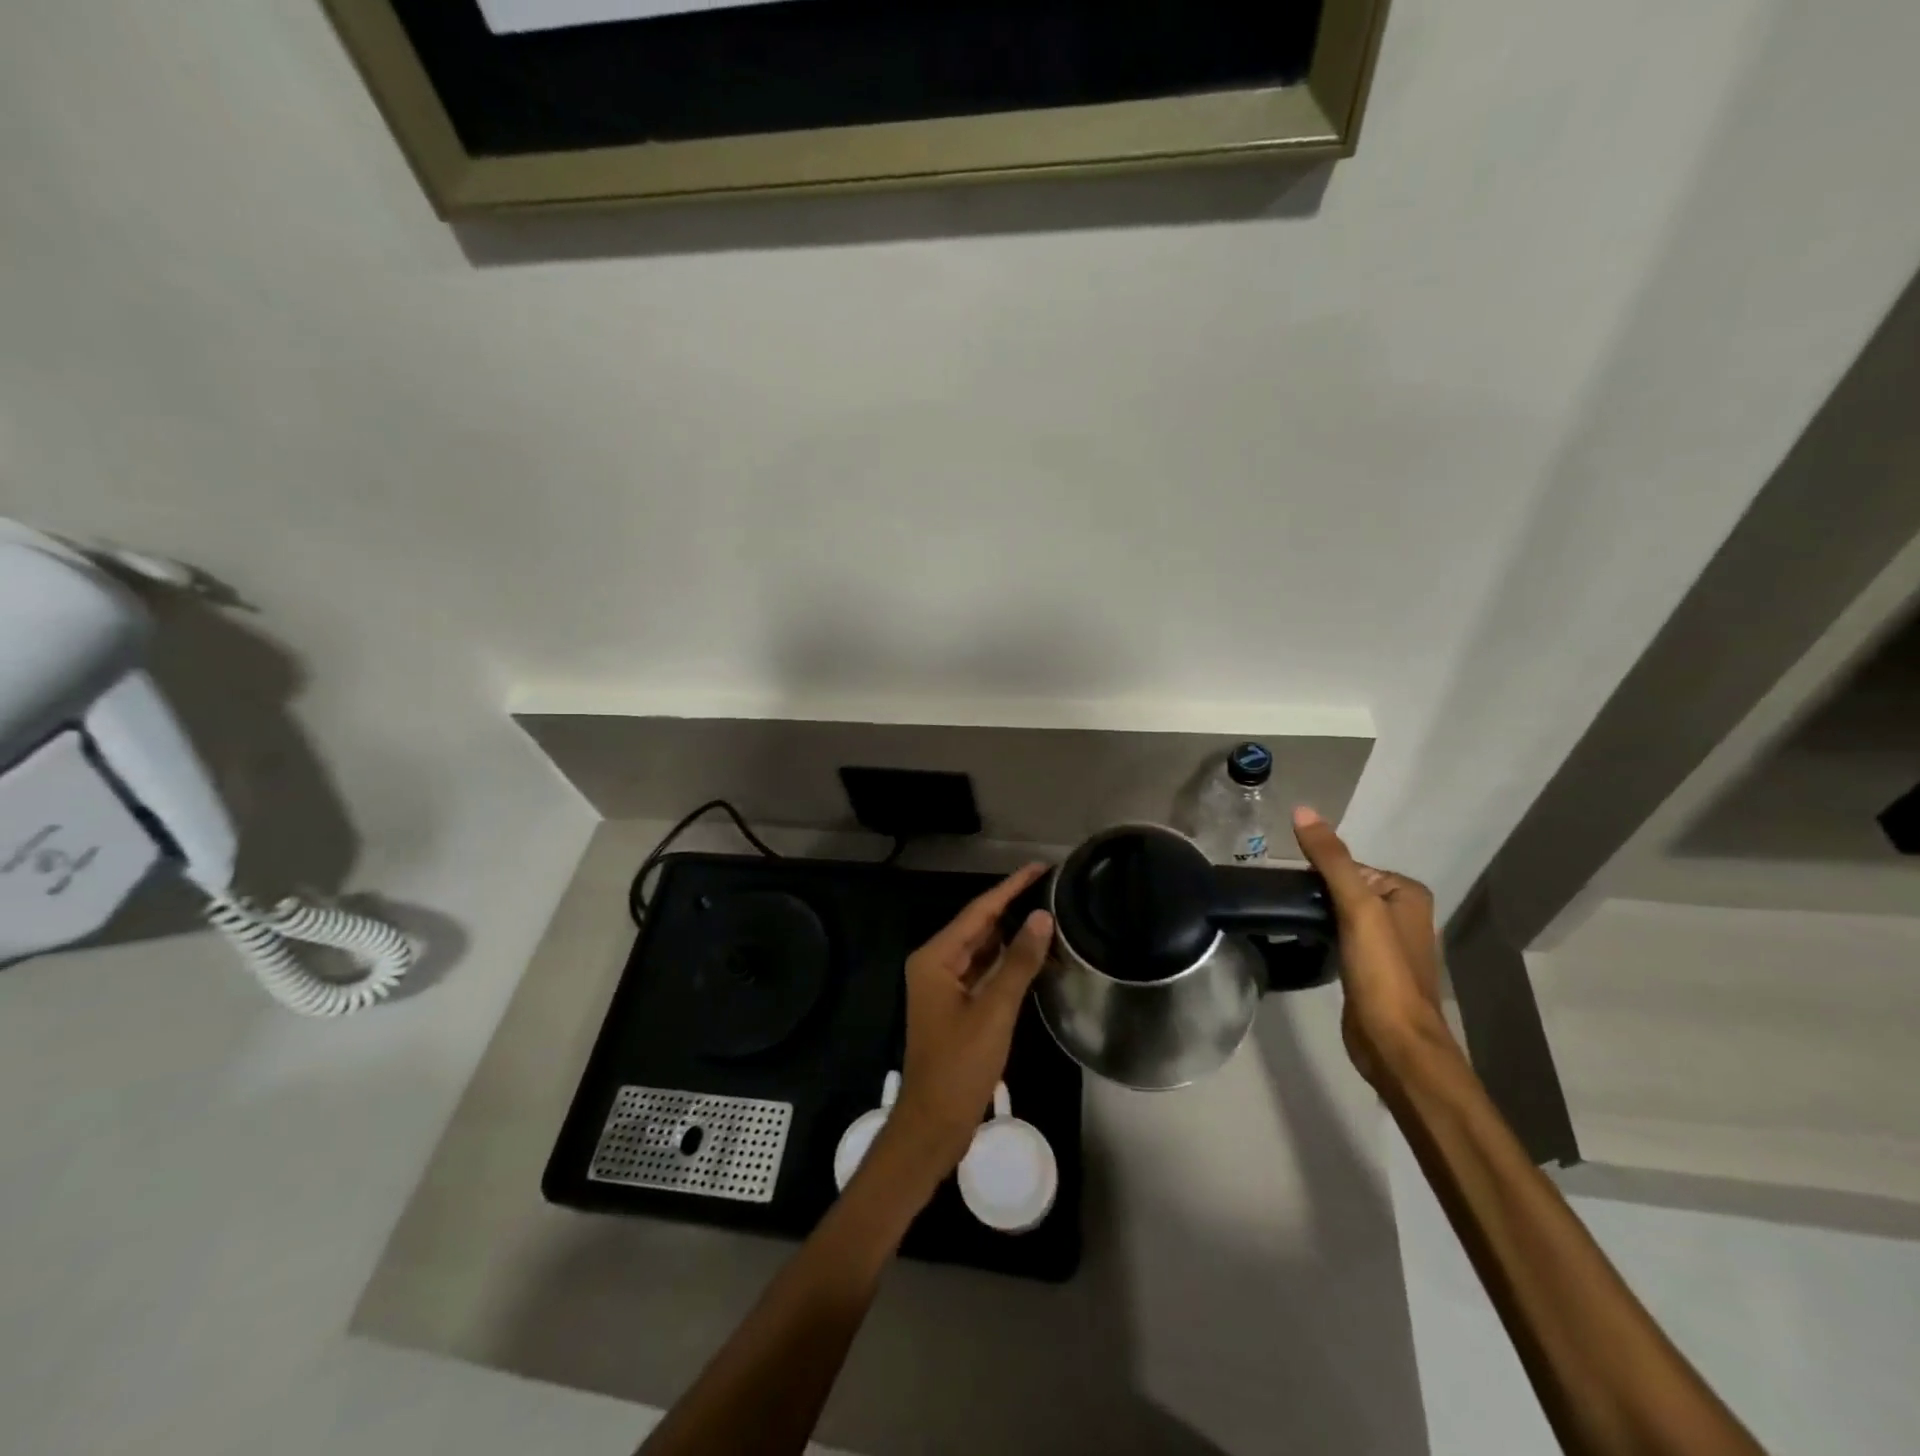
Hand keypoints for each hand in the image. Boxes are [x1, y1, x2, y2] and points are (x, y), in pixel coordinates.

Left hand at [874, 864, 1053, 1184]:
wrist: (934, 1123)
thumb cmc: (959, 1066)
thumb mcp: (994, 1011)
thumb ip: (1018, 962)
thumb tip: (1041, 917)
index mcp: (934, 958)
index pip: (978, 911)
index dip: (1010, 888)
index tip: (1039, 868)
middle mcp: (935, 963)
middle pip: (978, 926)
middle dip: (1012, 906)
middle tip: (1051, 887)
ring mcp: (944, 985)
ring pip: (982, 949)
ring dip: (1011, 934)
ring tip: (1048, 912)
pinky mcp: (956, 1005)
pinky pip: (983, 971)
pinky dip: (1006, 961)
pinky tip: (1032, 952)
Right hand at [1290, 807, 1453, 1087]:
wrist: (1393, 1041)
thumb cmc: (1382, 971)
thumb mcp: (1356, 906)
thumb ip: (1331, 859)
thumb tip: (1301, 810)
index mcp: (1407, 893)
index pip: (1349, 865)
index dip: (1318, 871)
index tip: (1290, 885)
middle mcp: (1402, 913)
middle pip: (1343, 887)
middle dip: (1315, 892)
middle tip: (1283, 901)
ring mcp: (1386, 943)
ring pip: (1339, 912)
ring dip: (1315, 913)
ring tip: (1288, 918)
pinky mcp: (1369, 968)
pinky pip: (1339, 935)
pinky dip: (1320, 933)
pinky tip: (1303, 940)